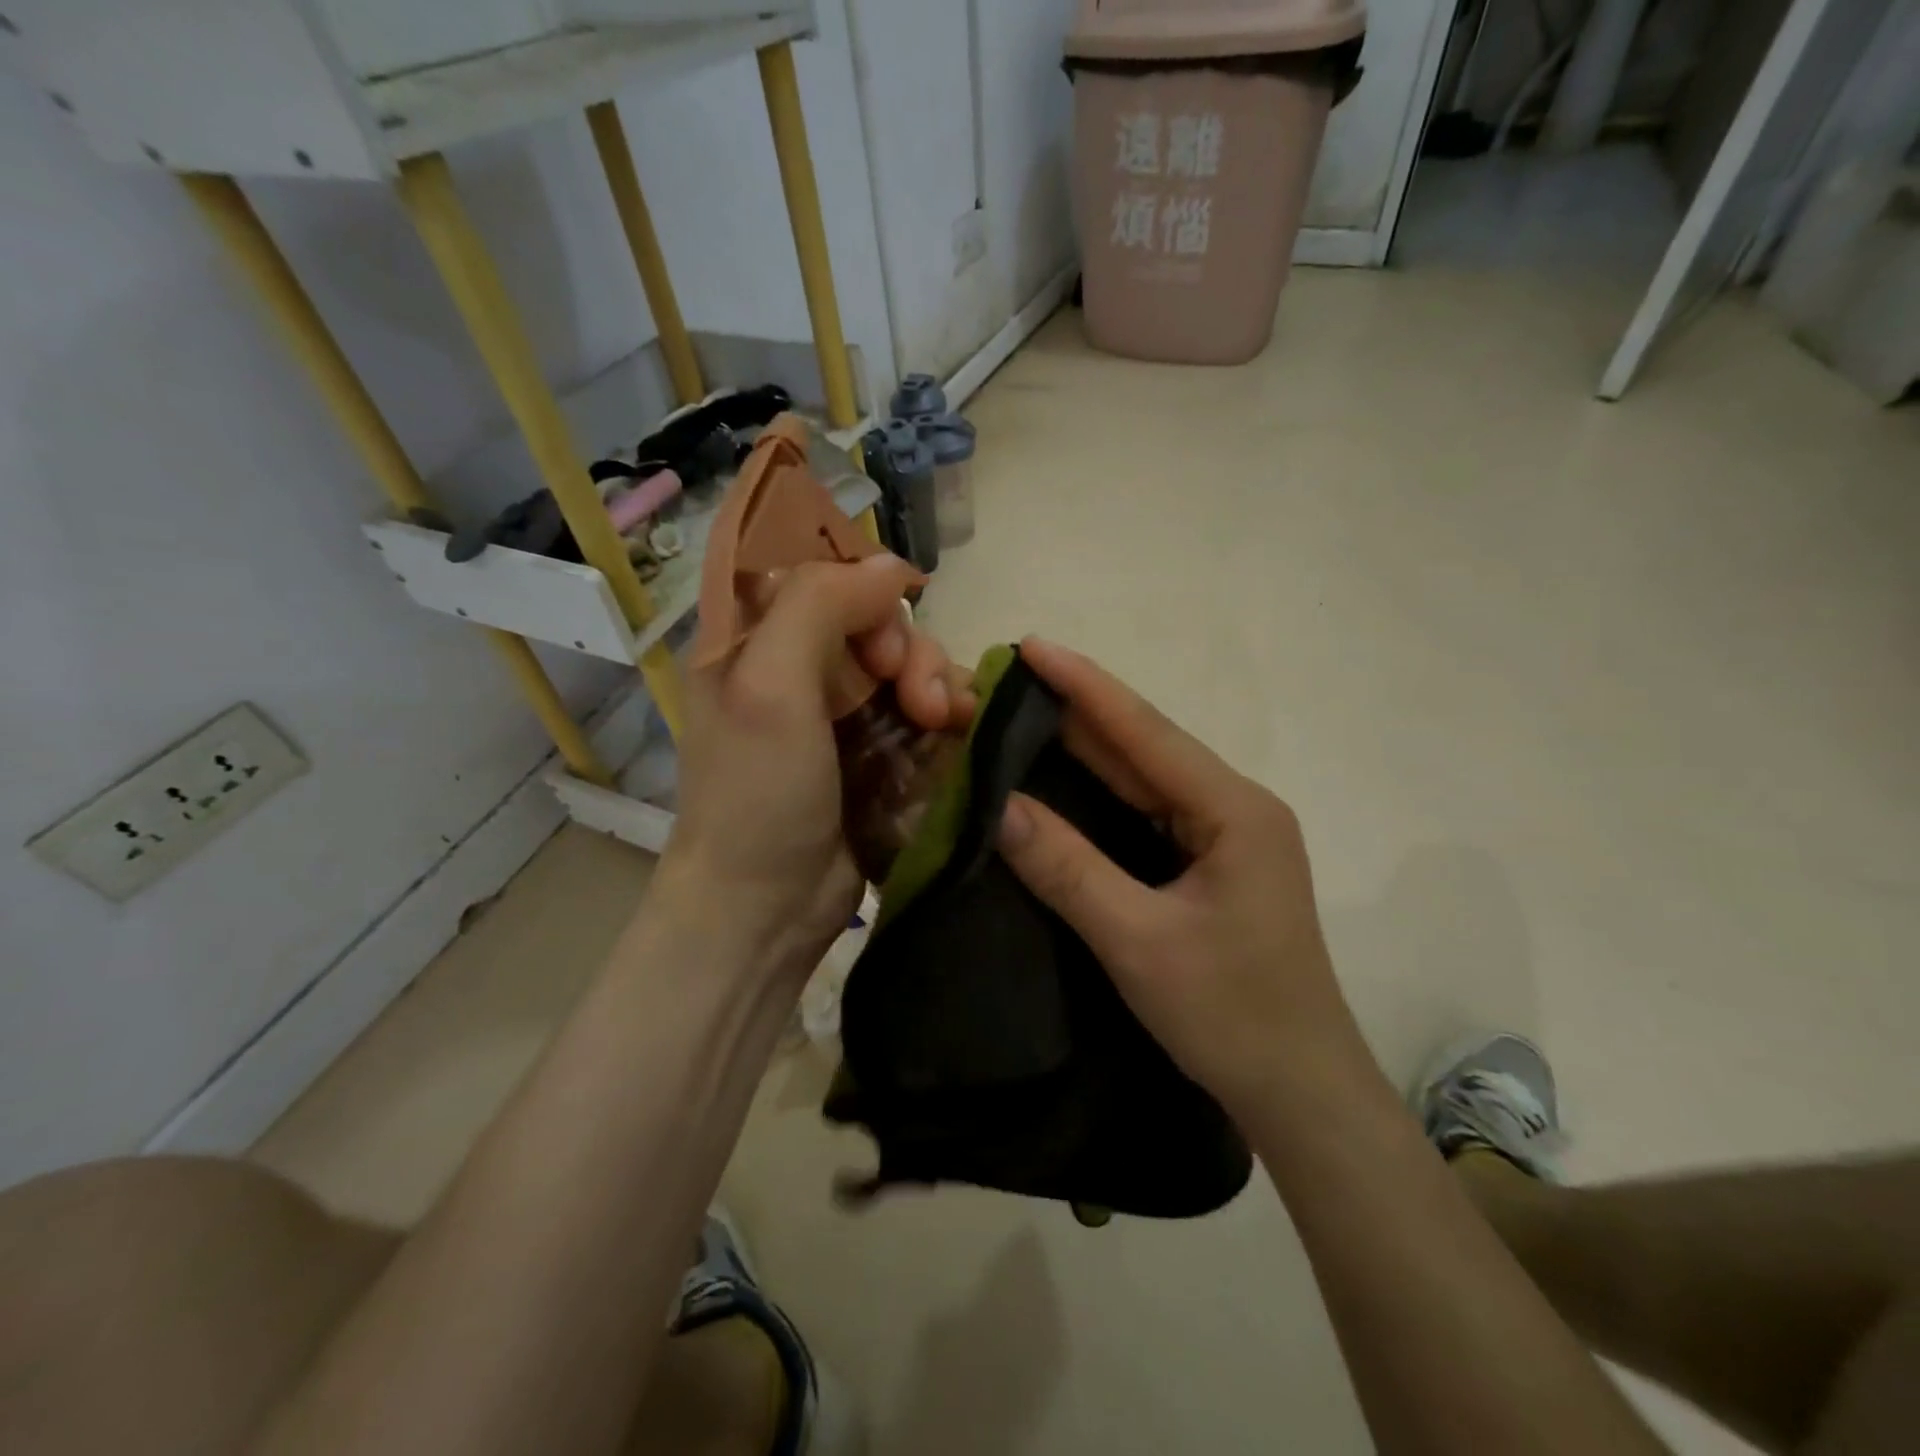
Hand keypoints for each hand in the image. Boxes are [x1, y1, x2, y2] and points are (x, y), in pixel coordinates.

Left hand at [660, 554, 974, 980]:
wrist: (767, 905)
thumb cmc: (755, 794)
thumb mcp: (768, 687)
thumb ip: (819, 605)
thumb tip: (892, 566)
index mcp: (752, 637)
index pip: (809, 567)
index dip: (856, 578)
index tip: (886, 615)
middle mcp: (798, 663)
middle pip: (873, 615)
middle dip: (906, 645)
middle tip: (913, 694)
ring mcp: (842, 708)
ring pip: (909, 660)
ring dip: (936, 681)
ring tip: (939, 722)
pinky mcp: (878, 748)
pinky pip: (926, 706)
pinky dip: (948, 712)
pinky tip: (956, 731)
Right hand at [994, 638, 1368, 1119]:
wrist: (1301, 1092)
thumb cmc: (1229, 1015)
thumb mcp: (1138, 941)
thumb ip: (1067, 868)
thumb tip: (997, 806)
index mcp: (1234, 810)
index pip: (1146, 732)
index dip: (1084, 686)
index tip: (1029, 646)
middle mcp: (1235, 806)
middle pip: (1146, 745)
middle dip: (1078, 709)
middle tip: (1009, 679)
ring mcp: (1226, 834)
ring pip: (1146, 775)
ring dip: (1087, 745)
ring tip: (1023, 712)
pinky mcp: (1213, 861)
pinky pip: (1148, 809)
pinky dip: (1101, 790)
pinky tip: (1062, 776)